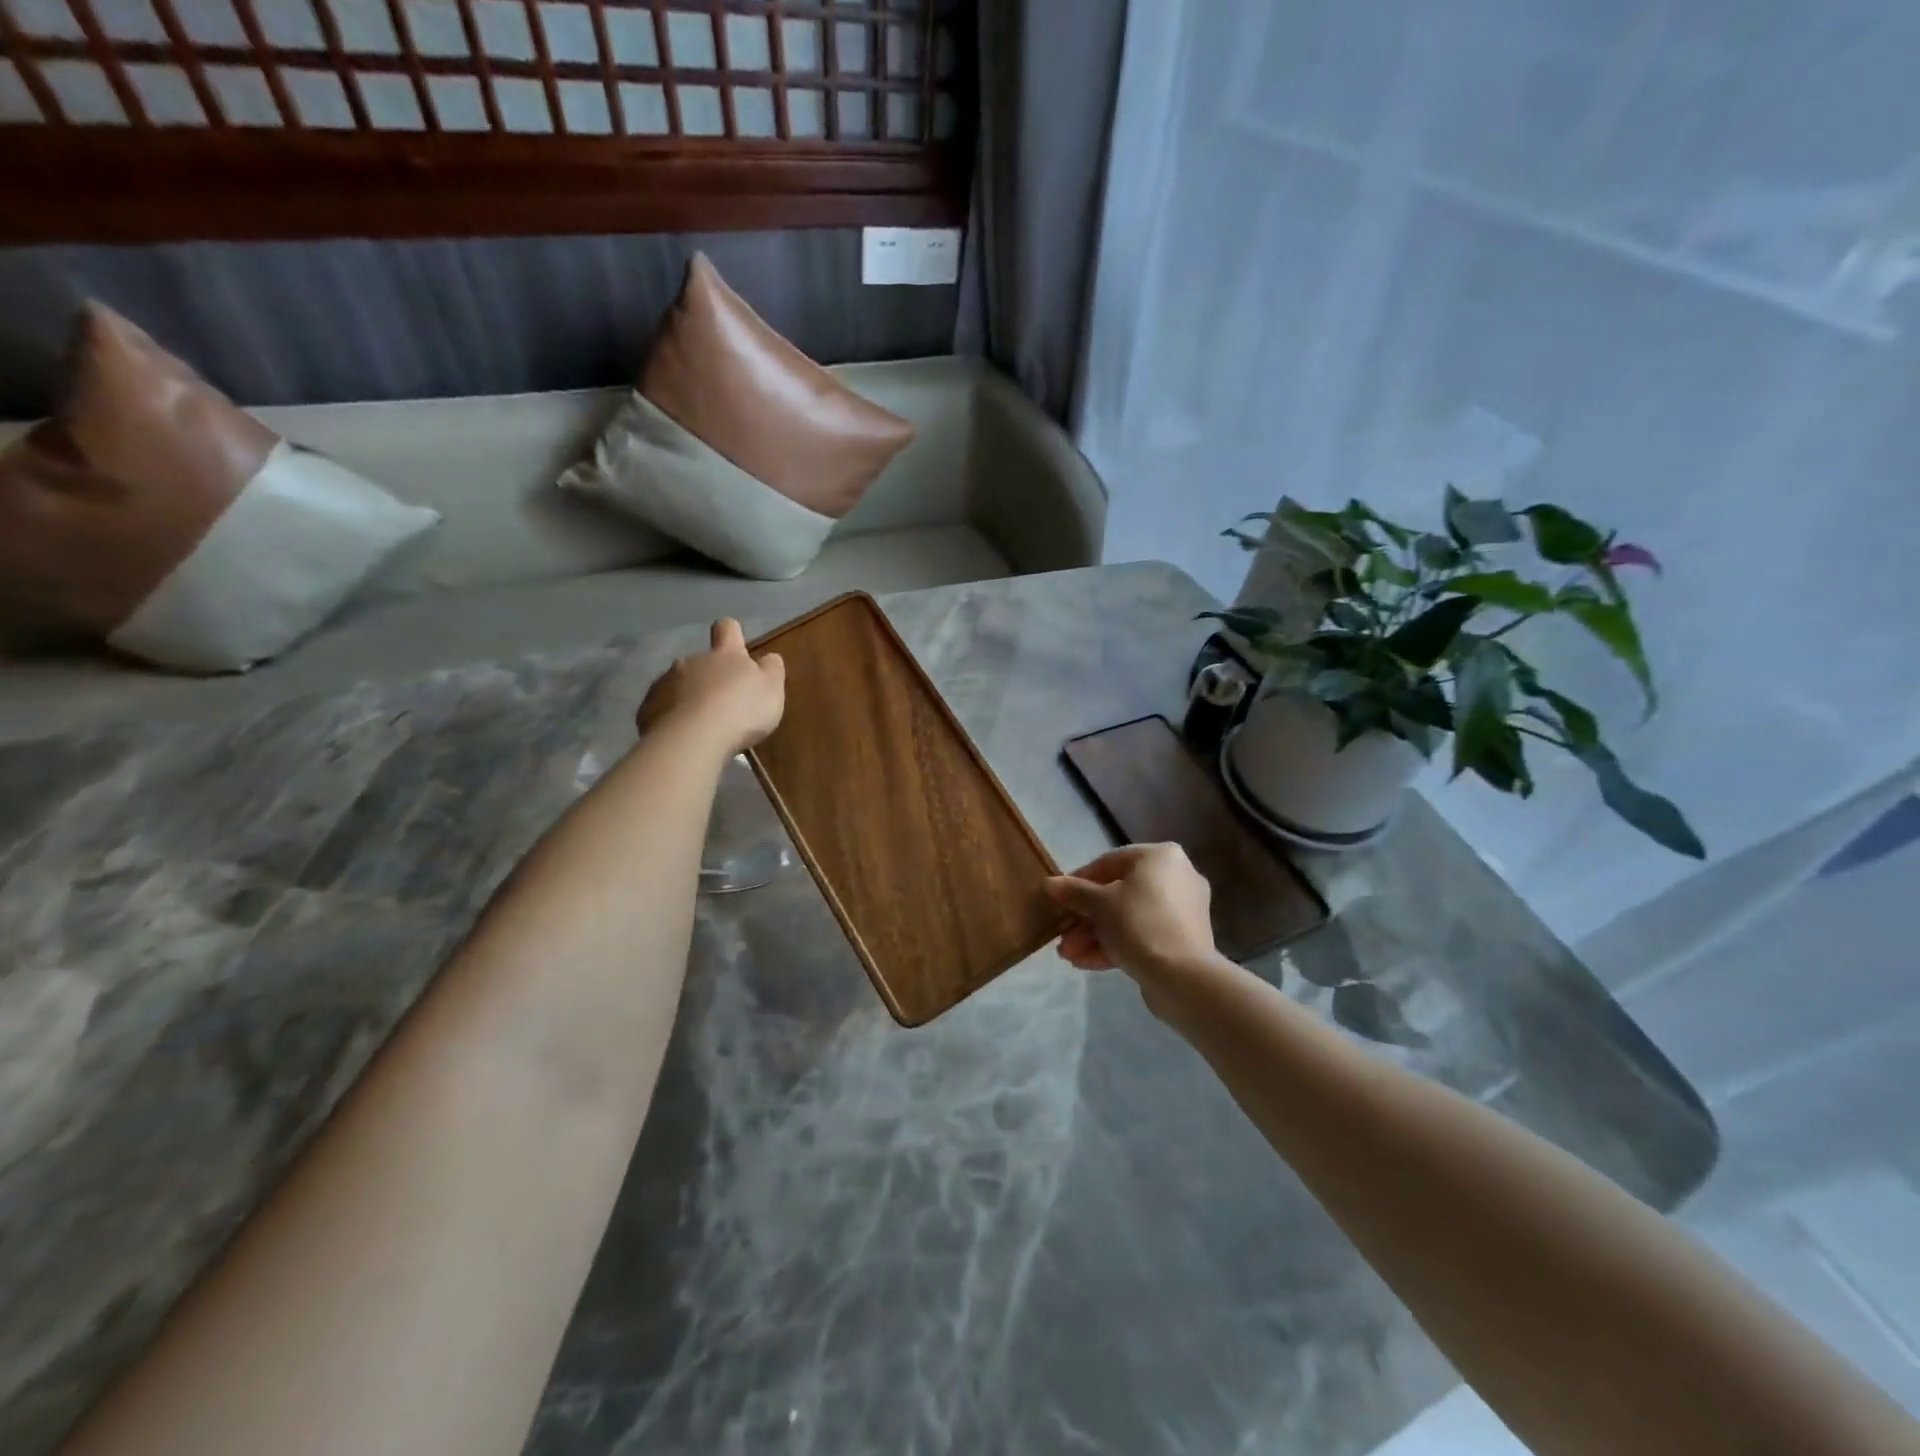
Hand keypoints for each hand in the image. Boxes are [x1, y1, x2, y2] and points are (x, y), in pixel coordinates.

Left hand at [637, 619, 785, 753]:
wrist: (692, 739)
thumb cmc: (740, 710)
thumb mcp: (772, 689)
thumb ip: (771, 670)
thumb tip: (769, 658)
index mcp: (725, 655)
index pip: (727, 628)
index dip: (732, 633)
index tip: (737, 646)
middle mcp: (691, 661)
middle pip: (701, 661)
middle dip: (710, 677)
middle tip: (724, 705)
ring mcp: (665, 683)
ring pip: (678, 685)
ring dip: (689, 698)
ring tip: (702, 726)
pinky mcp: (648, 709)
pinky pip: (662, 709)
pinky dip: (672, 719)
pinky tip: (683, 738)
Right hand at [1045, 843, 1215, 980]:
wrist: (1182, 977)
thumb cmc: (1138, 924)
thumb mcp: (1099, 905)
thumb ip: (1074, 892)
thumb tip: (1050, 884)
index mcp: (1160, 857)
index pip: (1109, 862)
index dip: (1079, 881)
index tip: (1059, 900)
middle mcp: (1177, 876)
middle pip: (1119, 893)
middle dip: (1086, 918)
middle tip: (1063, 936)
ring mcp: (1183, 910)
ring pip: (1129, 918)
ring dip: (1096, 935)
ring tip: (1069, 956)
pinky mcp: (1184, 940)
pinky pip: (1144, 935)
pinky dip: (1117, 945)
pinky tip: (1086, 963)